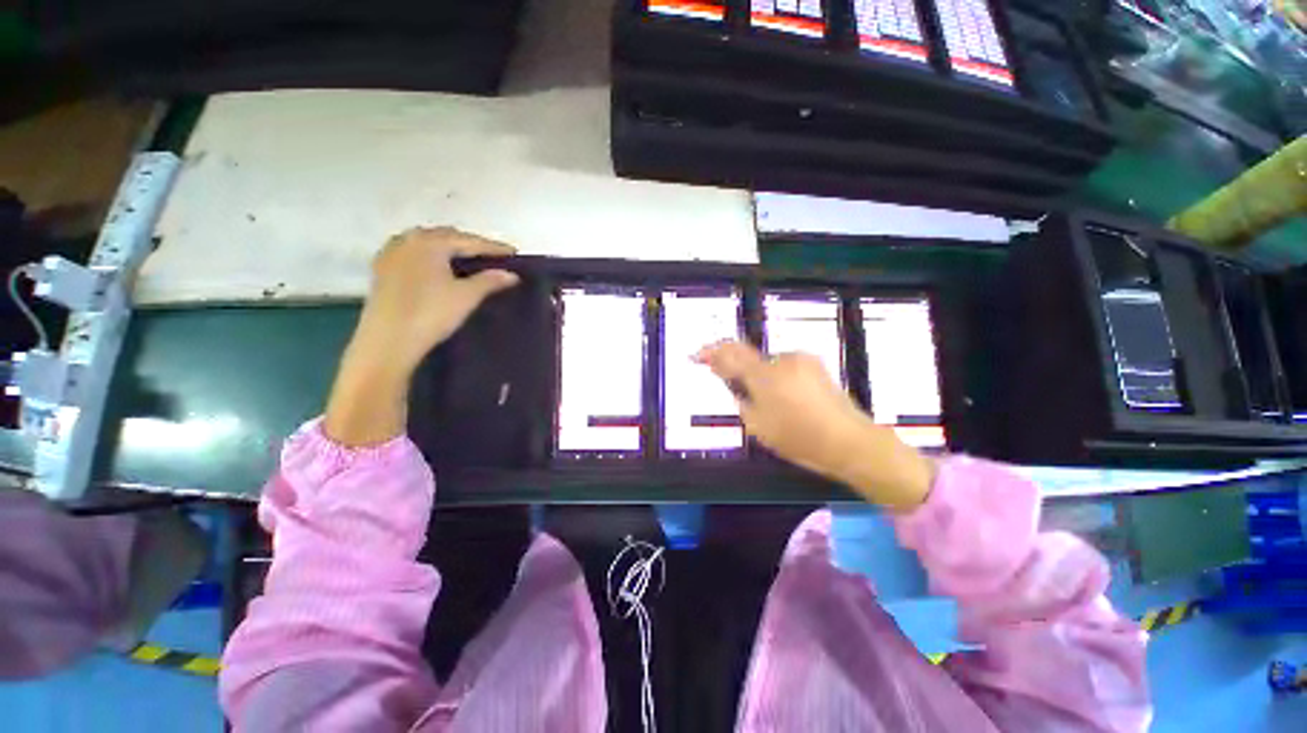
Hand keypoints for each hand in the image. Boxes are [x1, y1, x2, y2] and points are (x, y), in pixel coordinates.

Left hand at [351, 227, 519, 375]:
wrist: (388, 341)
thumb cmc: (431, 313)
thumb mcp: (467, 296)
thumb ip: (490, 281)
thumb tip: (512, 275)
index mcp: (429, 242)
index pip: (469, 241)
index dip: (493, 247)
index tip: (514, 252)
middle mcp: (408, 240)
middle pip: (446, 237)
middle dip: (470, 244)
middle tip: (492, 256)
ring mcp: (391, 253)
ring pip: (427, 244)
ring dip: (449, 249)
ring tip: (468, 259)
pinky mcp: (382, 270)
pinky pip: (413, 254)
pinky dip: (431, 257)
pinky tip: (438, 267)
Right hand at [696, 341, 934, 510]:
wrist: (849, 440)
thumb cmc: (799, 438)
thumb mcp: (759, 426)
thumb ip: (741, 400)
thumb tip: (734, 385)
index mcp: (764, 375)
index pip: (729, 356)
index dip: (711, 353)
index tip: (697, 355)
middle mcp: (781, 359)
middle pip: (750, 358)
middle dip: (740, 371)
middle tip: (738, 392)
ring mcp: (801, 360)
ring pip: (769, 365)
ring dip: (762, 378)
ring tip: (773, 405)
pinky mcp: (815, 365)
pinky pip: (785, 368)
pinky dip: (779, 379)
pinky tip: (789, 400)